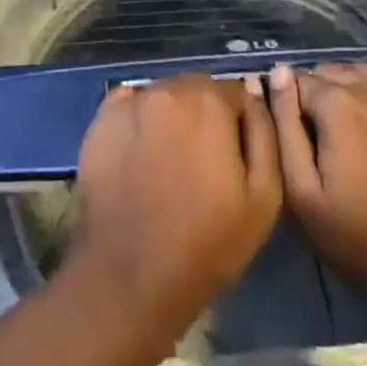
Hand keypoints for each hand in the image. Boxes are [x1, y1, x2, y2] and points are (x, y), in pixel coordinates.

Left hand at [67, 75, 281, 333]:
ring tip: (170, 162)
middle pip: (197, 90)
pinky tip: (141, 154)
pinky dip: (140, 120)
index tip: (235, 156)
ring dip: (173, 117)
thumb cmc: (206, 244)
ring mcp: (130, 102)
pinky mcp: (101, 120)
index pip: (235, 93)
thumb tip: (254, 92)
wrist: (131, 276)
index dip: (240, 124)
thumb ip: (265, 135)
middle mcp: (168, 88)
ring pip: (164, 96)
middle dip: (205, 116)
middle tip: (203, 162)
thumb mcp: (263, 198)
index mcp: (209, 102)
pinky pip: (130, 106)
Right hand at [268, 62, 366, 334]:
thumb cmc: (360, 239)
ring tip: (357, 129)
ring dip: (355, 91)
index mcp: (338, 104)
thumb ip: (284, 126)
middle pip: (334, 72)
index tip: (298, 133)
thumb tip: (279, 73)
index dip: (292, 104)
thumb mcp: (303, 194)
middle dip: (322, 95)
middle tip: (326, 136)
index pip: (299, 80)